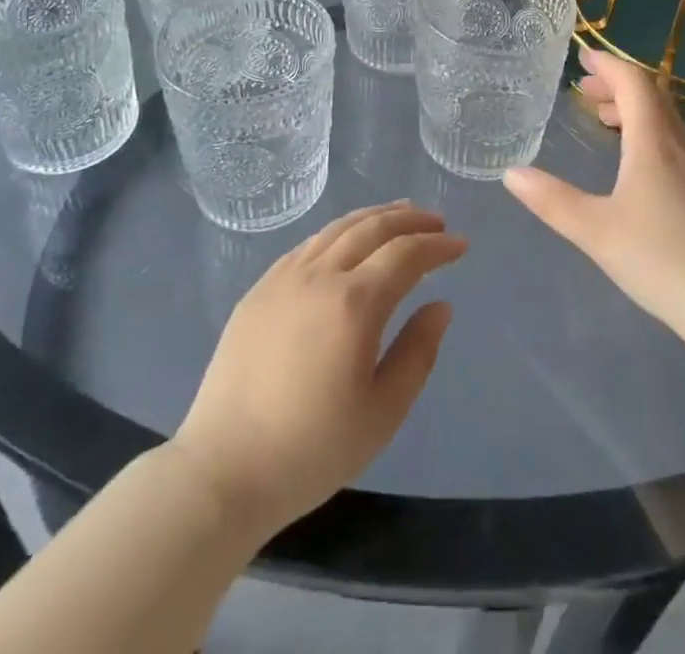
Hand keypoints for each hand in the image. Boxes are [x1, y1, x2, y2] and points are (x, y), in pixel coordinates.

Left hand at [171, 202, 464, 535]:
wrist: (223, 468)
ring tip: (399, 214)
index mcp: (354, 303)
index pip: (406, 255)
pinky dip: (339, 231)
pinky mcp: (260, 288)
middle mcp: (320, 275)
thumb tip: (440, 306)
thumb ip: (417, 353)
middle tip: (437, 221)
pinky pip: (308, 244)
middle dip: (410, 220)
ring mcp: (285, 277)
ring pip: (338, 228)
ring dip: (375, 217)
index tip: (460, 244)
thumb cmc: (311, 450)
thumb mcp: (382, 413)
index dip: (437, 245)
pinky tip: (347, 240)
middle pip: (373, 228)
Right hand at [503, 47, 684, 345]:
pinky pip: (669, 140)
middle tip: (584, 89)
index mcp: (653, 141)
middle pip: (651, 95)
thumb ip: (552, 200)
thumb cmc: (661, 258)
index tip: (582, 57)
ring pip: (663, 119)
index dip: (608, 65)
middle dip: (617, 84)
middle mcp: (677, 145)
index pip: (634, 82)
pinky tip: (630, 161)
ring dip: (632, 107)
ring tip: (602, 118)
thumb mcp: (595, 230)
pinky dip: (644, 131)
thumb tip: (511, 173)